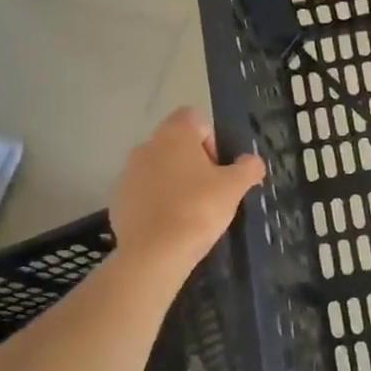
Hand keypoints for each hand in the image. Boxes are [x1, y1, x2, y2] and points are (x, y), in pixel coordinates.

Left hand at [110, 108, 264, 274]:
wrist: (154, 253)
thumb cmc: (198, 209)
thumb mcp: (235, 187)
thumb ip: (248, 168)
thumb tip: (252, 161)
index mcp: (174, 135)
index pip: (193, 118)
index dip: (211, 138)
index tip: (220, 167)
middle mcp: (146, 146)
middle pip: (175, 145)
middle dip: (194, 163)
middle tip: (211, 191)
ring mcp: (127, 174)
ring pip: (158, 169)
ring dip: (175, 183)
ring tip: (191, 211)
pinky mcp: (118, 201)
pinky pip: (144, 194)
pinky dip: (157, 203)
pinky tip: (171, 226)